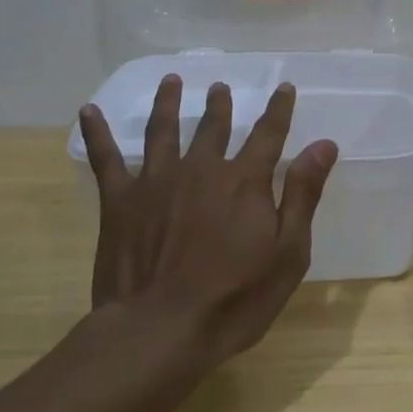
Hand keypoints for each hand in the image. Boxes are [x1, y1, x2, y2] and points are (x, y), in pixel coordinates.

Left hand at [78, 76, 338, 367]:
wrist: (160, 330)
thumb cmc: (235, 298)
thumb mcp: (288, 252)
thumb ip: (302, 194)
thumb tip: (323, 144)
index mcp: (244, 181)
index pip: (268, 134)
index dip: (278, 109)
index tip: (284, 87)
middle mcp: (201, 169)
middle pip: (213, 127)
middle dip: (219, 105)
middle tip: (219, 87)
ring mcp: (157, 181)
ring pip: (163, 130)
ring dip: (168, 103)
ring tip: (170, 82)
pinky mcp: (120, 201)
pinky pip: (106, 158)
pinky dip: (97, 132)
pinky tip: (89, 110)